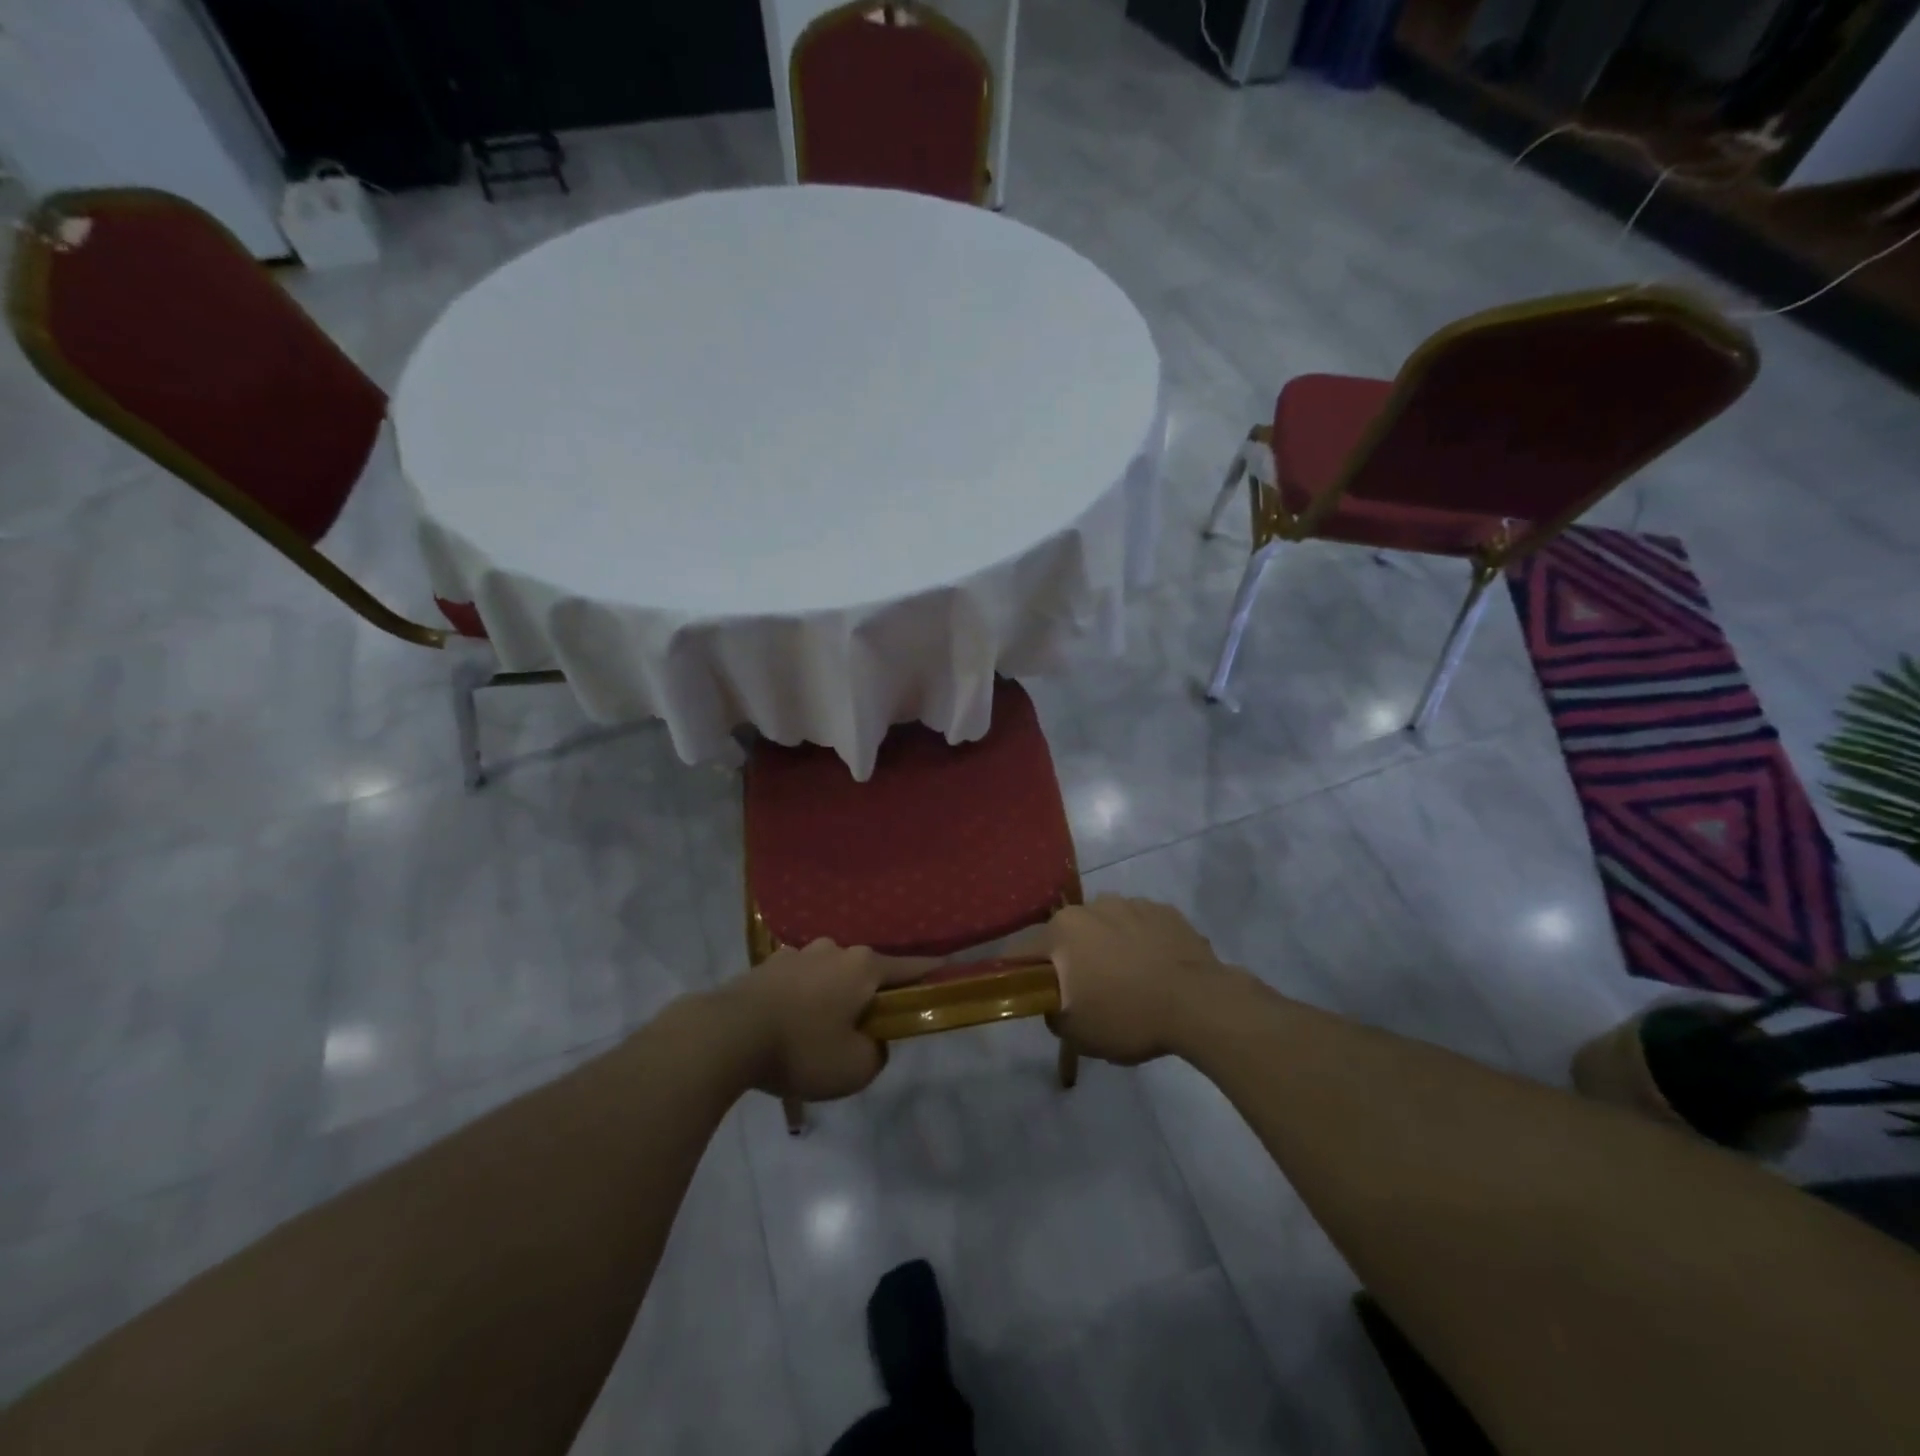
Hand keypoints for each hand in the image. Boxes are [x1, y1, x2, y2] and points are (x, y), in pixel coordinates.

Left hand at [715, 941, 934, 1100]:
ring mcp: (799, 953)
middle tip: (866, 1028)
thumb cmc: (801, 1048)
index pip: (911, 967)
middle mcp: (835, 950)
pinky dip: (803, 998)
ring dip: (833, 996)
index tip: (950, 969)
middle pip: (867, 971)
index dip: (932, 972)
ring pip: (830, 974)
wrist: (726, 1034)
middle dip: (871, 995)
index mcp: (864, 967)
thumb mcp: (854, 1068)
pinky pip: (800, 981)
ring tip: (820, 1031)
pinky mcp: (768, 965)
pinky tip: (789, 1024)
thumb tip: (872, 1040)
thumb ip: (877, 1053)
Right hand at [1036, 897, 1233, 1064]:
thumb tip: (1054, 1003)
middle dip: (1072, 959)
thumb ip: (1051, 1014)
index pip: (1025, 950)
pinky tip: (1155, 970)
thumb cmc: (1128, 1016)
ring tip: (1128, 981)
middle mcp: (1093, 905)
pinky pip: (1140, 926)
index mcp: (1063, 930)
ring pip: (1106, 926)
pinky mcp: (1165, 911)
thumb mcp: (1076, 1033)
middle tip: (1087, 993)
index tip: (1033, 993)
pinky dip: (1140, 943)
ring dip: (1108, 947)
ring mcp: (1132, 904)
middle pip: (1069, 935)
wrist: (1199, 1004)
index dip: (1023, 973)